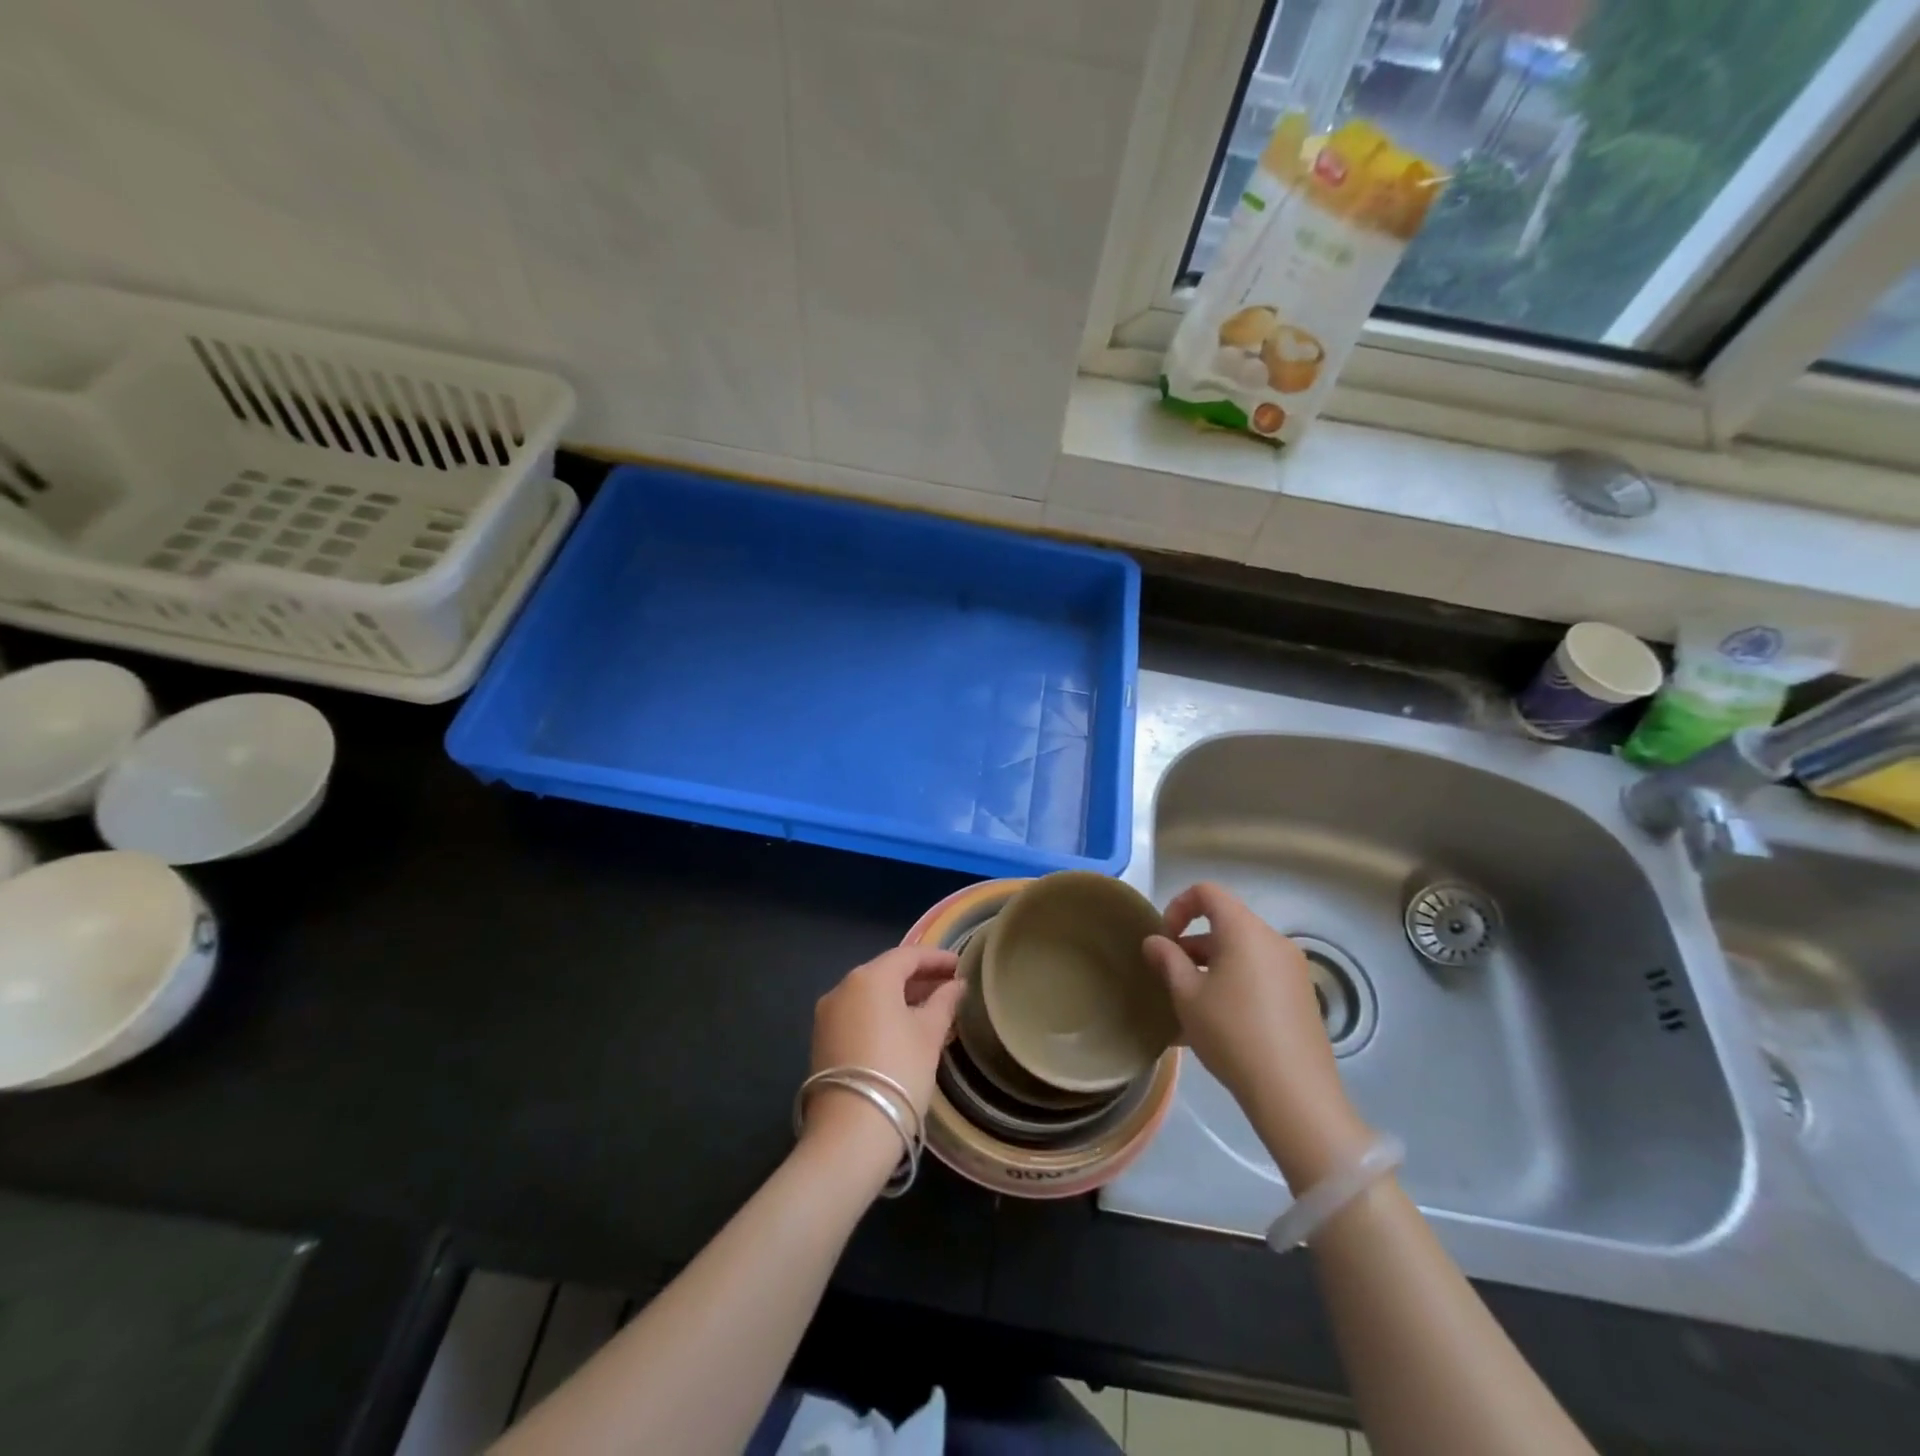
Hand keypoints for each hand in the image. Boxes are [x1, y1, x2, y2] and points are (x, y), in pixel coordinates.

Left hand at [804, 945, 962, 1160]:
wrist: (849, 1133)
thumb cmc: (898, 1072)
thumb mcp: (929, 1035)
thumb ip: (944, 1003)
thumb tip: (956, 986)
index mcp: (869, 978)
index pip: (908, 955)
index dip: (937, 958)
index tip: (961, 965)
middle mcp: (842, 988)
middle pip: (887, 973)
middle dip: (919, 977)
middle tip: (950, 986)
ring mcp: (827, 1015)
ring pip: (871, 995)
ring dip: (901, 997)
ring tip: (933, 1009)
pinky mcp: (822, 1040)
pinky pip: (859, 1015)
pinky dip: (882, 1015)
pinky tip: (905, 1029)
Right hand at [1144, 883, 1372, 1187]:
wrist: (1294, 1093)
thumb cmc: (1232, 1033)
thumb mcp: (1187, 995)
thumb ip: (1167, 960)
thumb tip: (1154, 941)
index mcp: (1244, 930)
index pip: (1207, 892)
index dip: (1178, 906)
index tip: (1164, 939)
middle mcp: (1273, 940)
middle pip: (1226, 922)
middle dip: (1192, 942)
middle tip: (1170, 975)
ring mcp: (1292, 968)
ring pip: (1242, 951)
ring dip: (1212, 965)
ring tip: (1190, 1003)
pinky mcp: (1302, 996)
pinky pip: (1259, 974)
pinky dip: (1234, 982)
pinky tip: (1218, 1022)